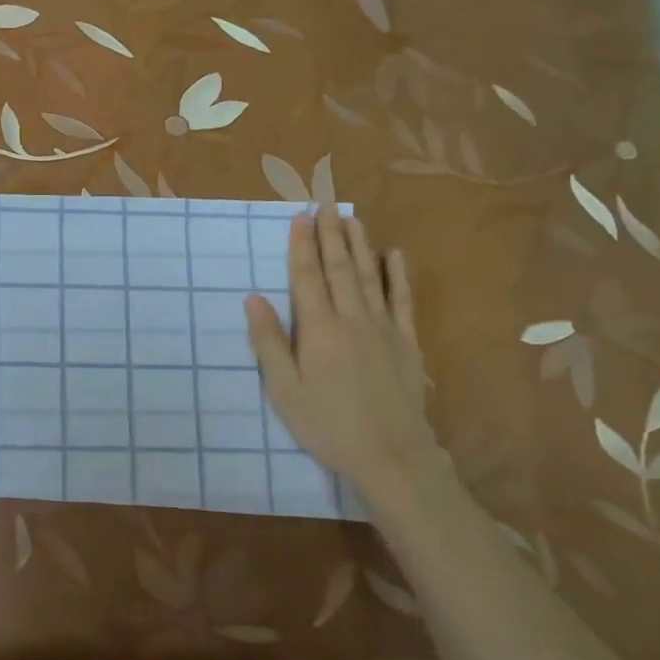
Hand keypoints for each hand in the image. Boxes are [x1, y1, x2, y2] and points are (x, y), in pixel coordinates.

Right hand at [245, 211, 439, 494]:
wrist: (391, 455)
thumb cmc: (327, 425)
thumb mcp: (284, 390)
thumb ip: (269, 342)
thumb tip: (253, 299)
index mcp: (319, 330)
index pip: (307, 277)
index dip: (301, 245)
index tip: (299, 216)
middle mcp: (352, 319)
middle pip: (339, 268)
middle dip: (330, 234)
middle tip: (324, 203)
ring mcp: (384, 329)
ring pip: (370, 276)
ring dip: (359, 245)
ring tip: (352, 218)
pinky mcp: (407, 343)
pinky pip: (402, 300)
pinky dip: (398, 275)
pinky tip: (394, 255)